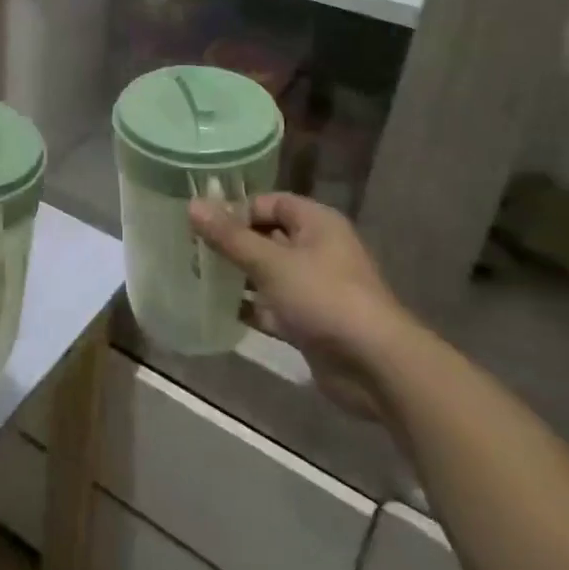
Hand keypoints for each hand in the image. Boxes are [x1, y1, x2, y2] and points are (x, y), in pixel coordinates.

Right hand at [189, 193, 411, 416]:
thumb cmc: (323, 298)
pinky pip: (274, 305)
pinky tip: (219, 310)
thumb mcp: (270, 262)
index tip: (202, 223)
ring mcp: (315, 287)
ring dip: (239, 275)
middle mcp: (317, 249)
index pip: (270, 202)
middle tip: (193, 248)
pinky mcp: (311, 321)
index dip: (237, 209)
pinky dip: (251, 307)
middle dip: (233, 243)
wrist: (376, 367)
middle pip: (267, 236)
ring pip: (269, 272)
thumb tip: (192, 205)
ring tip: (198, 276)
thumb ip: (229, 236)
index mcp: (316, 223)